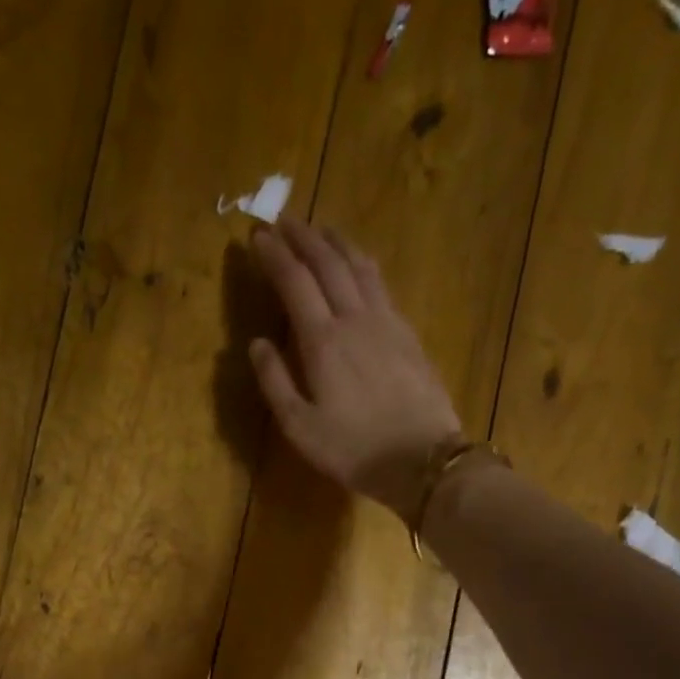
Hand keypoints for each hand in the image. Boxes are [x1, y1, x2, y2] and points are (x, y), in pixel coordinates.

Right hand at [248, 218, 465, 525]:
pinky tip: (358, 264)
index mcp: (323, 341)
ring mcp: (386, 322)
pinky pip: (380, 283)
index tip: (257, 236)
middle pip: (328, 263)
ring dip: (336, 242)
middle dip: (303, 238)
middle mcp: (354, 318)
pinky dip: (362, 263)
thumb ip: (274, 382)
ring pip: (359, 266)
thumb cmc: (352, 449)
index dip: (275, 256)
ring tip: (321, 228)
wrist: (422, 458)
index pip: (295, 282)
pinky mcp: (407, 332)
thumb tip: (257, 343)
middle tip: (284, 219)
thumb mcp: (299, 427)